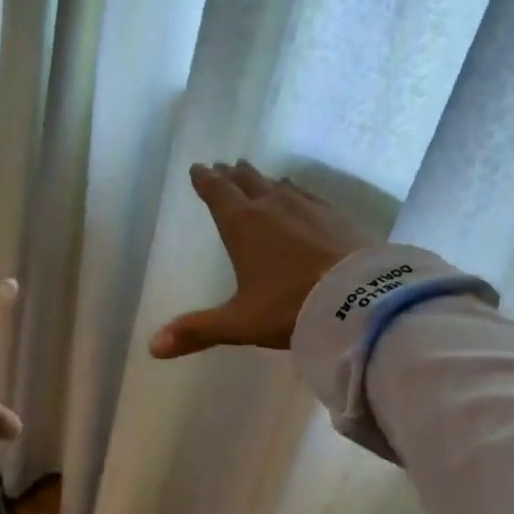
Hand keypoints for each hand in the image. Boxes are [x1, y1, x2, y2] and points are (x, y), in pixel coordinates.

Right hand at [150, 161, 369, 358]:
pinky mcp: (335, 216)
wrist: (359, 298)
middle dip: (232, 175)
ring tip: (257, 176)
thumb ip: (198, 330)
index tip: (199, 167)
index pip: (218, 193)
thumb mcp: (240, 323)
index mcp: (242, 225)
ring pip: (278, 185)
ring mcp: (307, 208)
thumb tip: (153, 347)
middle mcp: (272, 207)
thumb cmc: (290, 306)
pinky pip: (307, 195)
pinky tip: (300, 194)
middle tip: (224, 166)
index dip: (205, 180)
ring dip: (263, 179)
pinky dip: (295, 191)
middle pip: (247, 182)